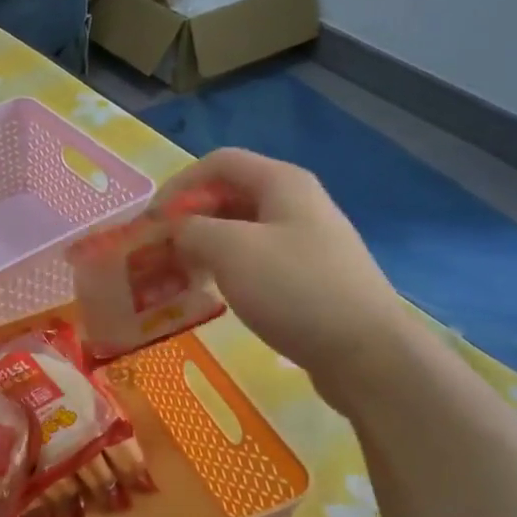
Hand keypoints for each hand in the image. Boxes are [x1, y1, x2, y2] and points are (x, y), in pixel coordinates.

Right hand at [159, 149, 417, 408]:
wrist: (366, 353)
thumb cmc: (294, 289)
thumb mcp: (230, 250)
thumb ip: (192, 230)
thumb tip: (177, 231)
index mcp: (281, 182)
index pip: (218, 163)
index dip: (178, 185)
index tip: (150, 222)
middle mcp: (295, 203)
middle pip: (229, 195)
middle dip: (189, 218)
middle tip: (158, 251)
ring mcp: (306, 241)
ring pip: (241, 230)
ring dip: (204, 246)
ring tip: (179, 274)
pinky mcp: (308, 276)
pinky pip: (256, 259)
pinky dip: (227, 268)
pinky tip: (213, 293)